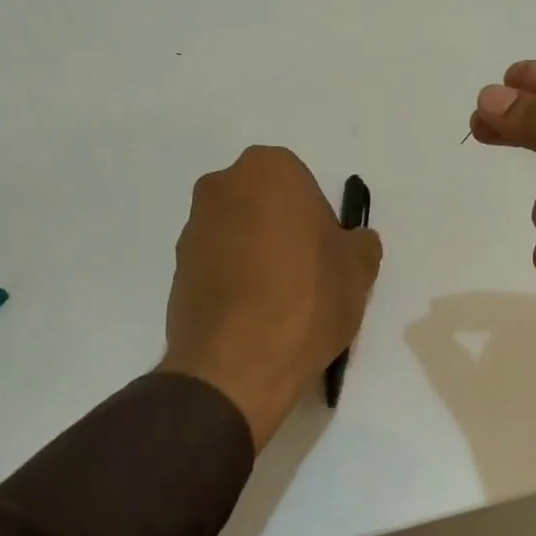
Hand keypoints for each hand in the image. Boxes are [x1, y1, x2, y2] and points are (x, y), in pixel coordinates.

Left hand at [159, 147, 382, 450]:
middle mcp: (222, 186)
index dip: (318, 220)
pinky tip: (253, 316)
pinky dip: (234, 280)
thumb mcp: (359, 269)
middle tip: (306, 274)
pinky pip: (217, 264)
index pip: (302, 185)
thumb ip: (360, 243)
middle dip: (283, 230)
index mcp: (269, 170)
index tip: (326, 254)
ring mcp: (193, 228)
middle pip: (265, 204)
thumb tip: (351, 242)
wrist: (237, 365)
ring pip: (239, 232)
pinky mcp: (175, 269)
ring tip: (279, 302)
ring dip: (256, 254)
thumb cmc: (307, 298)